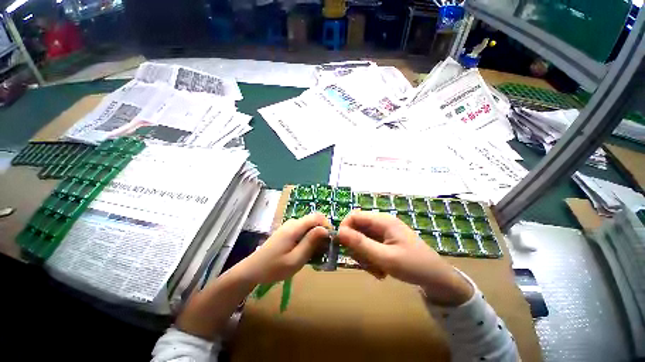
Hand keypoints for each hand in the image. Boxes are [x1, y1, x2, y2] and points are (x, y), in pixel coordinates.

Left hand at [240, 213, 330, 283]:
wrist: (252, 270)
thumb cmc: (274, 267)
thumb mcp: (295, 259)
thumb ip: (311, 243)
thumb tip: (325, 230)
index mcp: (295, 227)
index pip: (317, 217)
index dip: (327, 226)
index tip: (330, 241)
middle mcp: (293, 222)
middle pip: (314, 221)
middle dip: (322, 233)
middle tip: (323, 251)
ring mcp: (289, 226)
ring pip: (309, 226)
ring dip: (316, 238)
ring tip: (315, 254)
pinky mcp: (288, 231)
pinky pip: (303, 231)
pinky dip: (309, 239)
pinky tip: (306, 252)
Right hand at [338, 210, 472, 305]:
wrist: (437, 279)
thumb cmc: (413, 266)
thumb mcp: (385, 257)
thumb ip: (361, 244)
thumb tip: (339, 232)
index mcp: (382, 220)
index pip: (354, 216)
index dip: (345, 229)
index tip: (342, 246)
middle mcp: (381, 223)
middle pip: (357, 229)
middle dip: (356, 247)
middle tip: (364, 263)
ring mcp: (383, 232)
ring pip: (361, 239)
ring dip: (363, 255)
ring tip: (376, 270)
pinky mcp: (385, 241)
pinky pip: (369, 246)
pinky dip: (370, 258)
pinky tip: (380, 270)